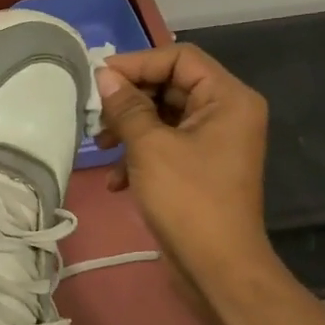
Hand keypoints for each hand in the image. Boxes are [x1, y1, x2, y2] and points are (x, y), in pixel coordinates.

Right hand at [95, 44, 274, 287]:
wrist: (217, 267)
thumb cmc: (187, 199)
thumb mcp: (150, 147)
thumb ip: (127, 106)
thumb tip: (105, 76)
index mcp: (228, 98)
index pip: (180, 57)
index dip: (138, 62)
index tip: (99, 78)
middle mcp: (227, 113)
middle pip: (171, 85)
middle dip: (130, 99)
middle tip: (96, 113)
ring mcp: (215, 142)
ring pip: (164, 116)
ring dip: (129, 127)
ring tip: (101, 146)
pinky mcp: (200, 167)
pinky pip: (167, 144)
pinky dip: (139, 154)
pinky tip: (117, 180)